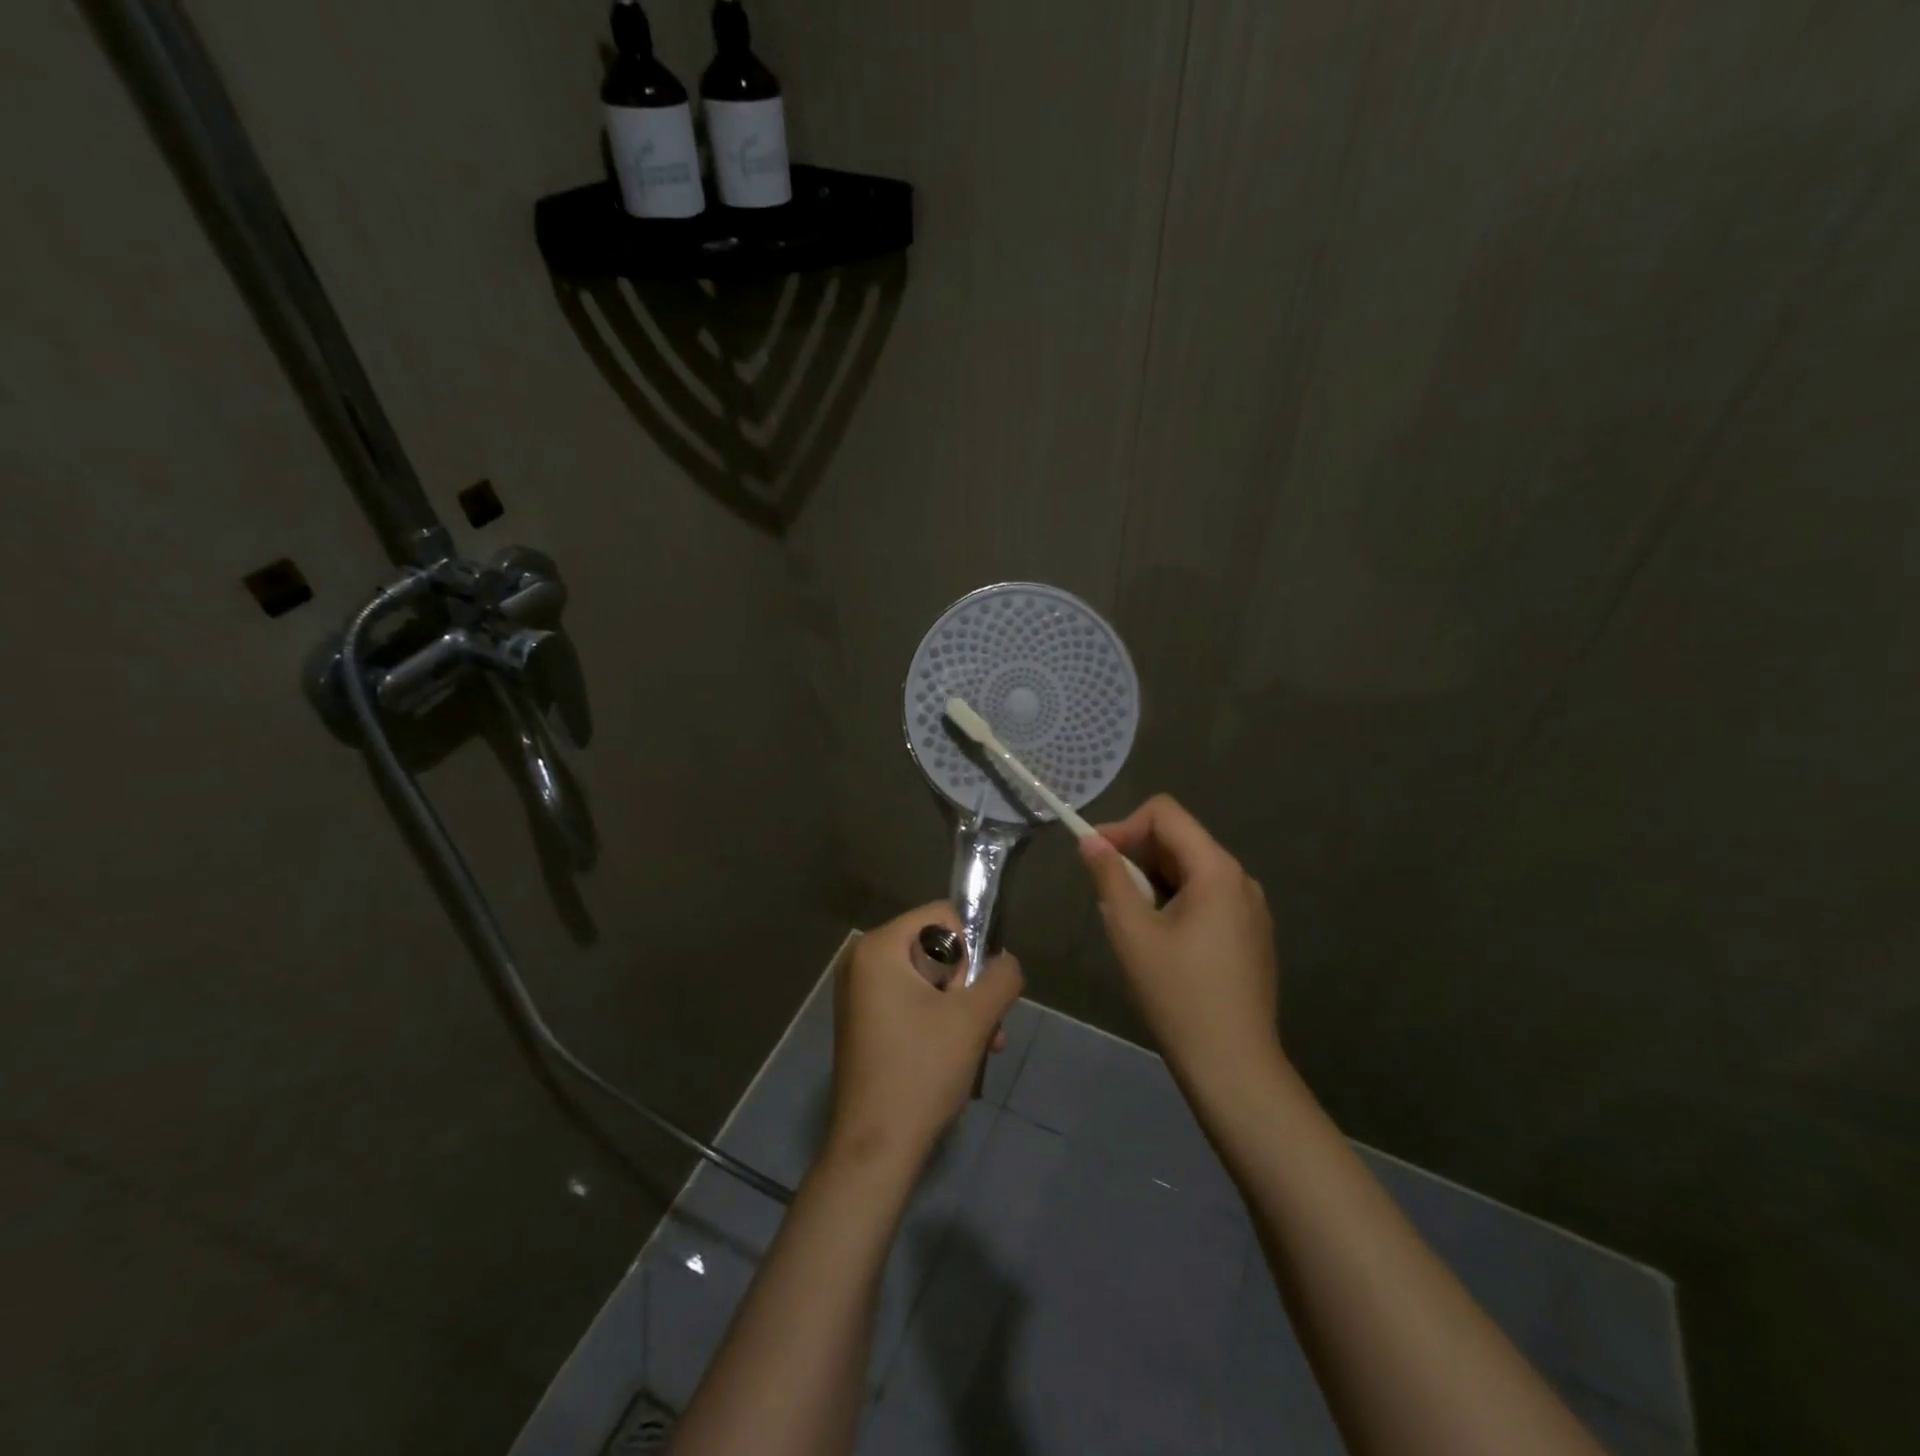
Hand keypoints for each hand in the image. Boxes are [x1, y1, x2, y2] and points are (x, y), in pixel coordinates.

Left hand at [828, 902, 1023, 1170]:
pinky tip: (964, 1056)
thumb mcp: (974, 1018)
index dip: (971, 949)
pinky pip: (911, 1003)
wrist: (875, 1149)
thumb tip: (1007, 963)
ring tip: (986, 1045)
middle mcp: (861, 961)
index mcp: (879, 947)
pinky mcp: (864, 1022)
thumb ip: (1001, 977)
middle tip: (987, 1025)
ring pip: (928, 980)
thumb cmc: (921, 1071)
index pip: (942, 916)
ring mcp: (859, 994)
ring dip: (962, 1009)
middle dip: (968, 986)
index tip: (976, 993)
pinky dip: (940, 1022)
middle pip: (935, 949)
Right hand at [1079, 795, 1280, 1084]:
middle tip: (1109, 898)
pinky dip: (1176, 903)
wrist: (1233, 1065)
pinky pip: (1208, 898)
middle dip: (1138, 857)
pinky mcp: (1252, 935)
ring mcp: (1251, 909)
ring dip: (1154, 883)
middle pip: (1180, 840)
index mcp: (1216, 870)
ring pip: (1192, 871)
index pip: (1165, 813)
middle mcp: (1241, 879)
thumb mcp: (1131, 931)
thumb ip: (1109, 876)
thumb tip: (1091, 840)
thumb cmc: (1177, 994)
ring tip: (1133, 925)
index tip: (1096, 857)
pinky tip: (1163, 944)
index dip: (1125, 825)